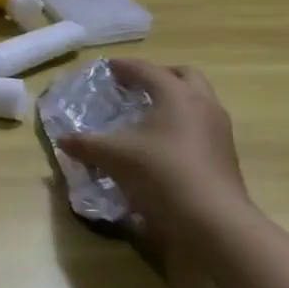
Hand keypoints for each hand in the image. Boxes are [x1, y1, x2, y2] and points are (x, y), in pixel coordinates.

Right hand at [57, 59, 255, 235]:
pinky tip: (161, 142)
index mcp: (177, 95)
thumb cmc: (160, 173)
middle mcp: (203, 105)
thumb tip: (63, 140)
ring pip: (197, 101)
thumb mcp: (113, 157)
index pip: (148, 70)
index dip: (125, 66)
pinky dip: (181, 123)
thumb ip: (85, 145)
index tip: (108, 66)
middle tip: (135, 85)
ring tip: (147, 113)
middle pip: (184, 76)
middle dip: (159, 76)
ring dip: (174, 100)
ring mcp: (219, 130)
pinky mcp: (225, 154)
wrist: (211, 221)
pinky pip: (201, 125)